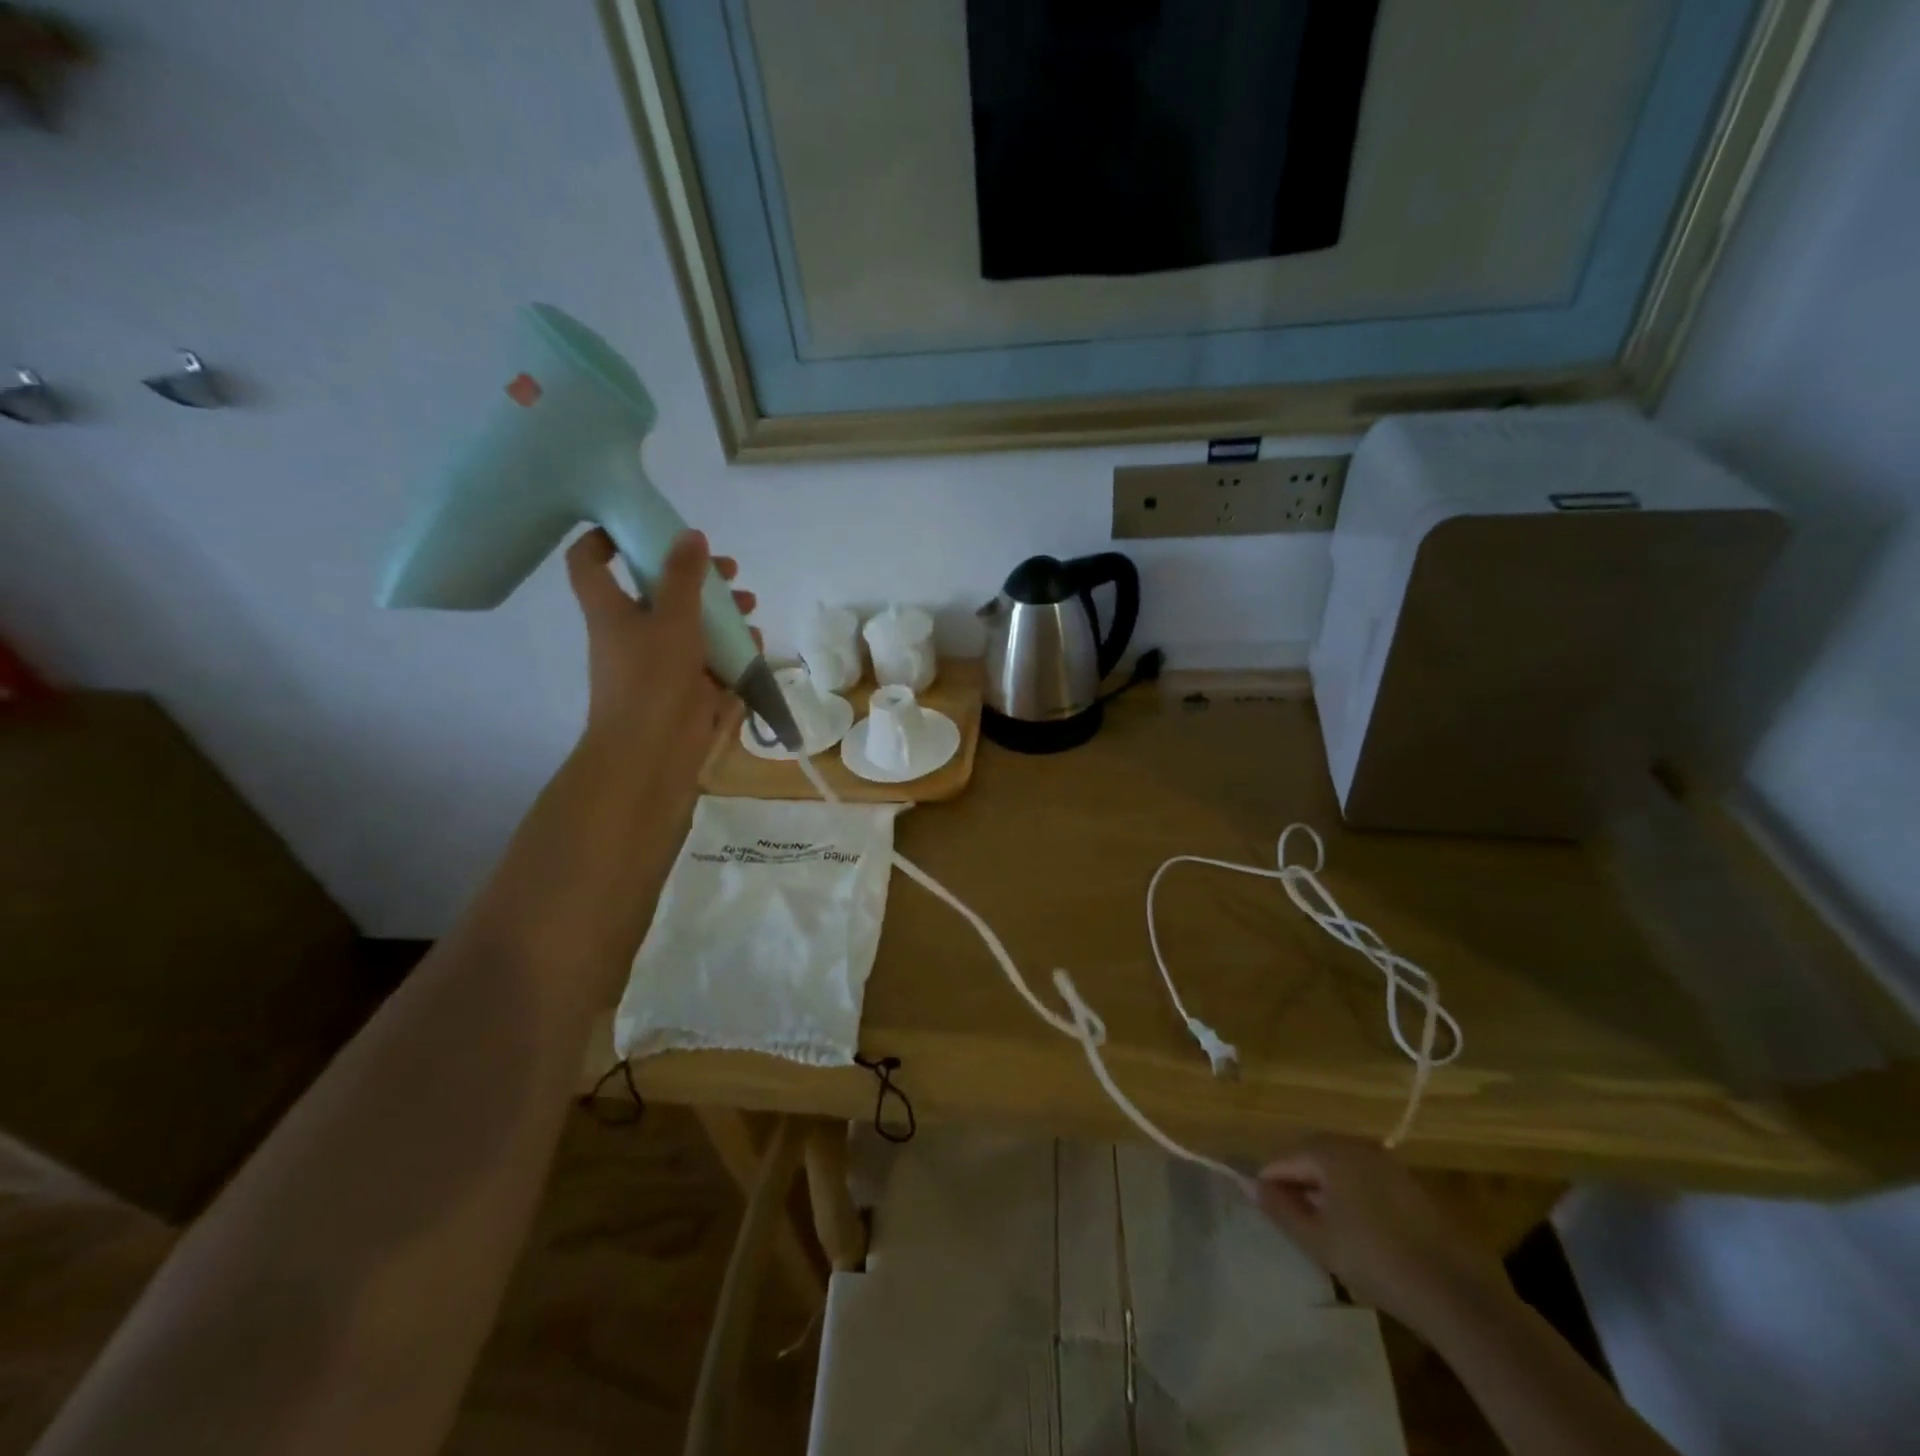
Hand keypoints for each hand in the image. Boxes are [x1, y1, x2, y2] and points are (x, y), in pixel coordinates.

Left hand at [564, 526, 756, 795]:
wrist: (651, 751)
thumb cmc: (652, 677)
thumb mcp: (672, 618)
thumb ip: (684, 576)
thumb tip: (691, 534)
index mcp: (612, 609)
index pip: (589, 561)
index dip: (603, 536)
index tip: (640, 524)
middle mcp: (632, 630)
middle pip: (657, 589)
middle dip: (694, 575)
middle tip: (728, 569)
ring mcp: (660, 660)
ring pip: (689, 623)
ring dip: (720, 610)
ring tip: (750, 604)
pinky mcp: (685, 685)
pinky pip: (708, 657)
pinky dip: (730, 647)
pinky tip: (754, 643)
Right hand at [1255, 1134, 1505, 1335]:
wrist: (1455, 1292)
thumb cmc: (1374, 1260)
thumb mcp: (1317, 1239)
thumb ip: (1279, 1208)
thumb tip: (1246, 1183)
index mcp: (1328, 1150)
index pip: (1282, 1159)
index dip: (1269, 1185)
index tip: (1268, 1214)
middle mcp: (1355, 1144)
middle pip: (1310, 1155)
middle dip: (1297, 1183)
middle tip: (1293, 1221)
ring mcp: (1386, 1161)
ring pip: (1338, 1166)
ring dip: (1324, 1189)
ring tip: (1322, 1227)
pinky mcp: (1408, 1183)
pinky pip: (1363, 1177)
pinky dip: (1350, 1194)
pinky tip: (1357, 1228)